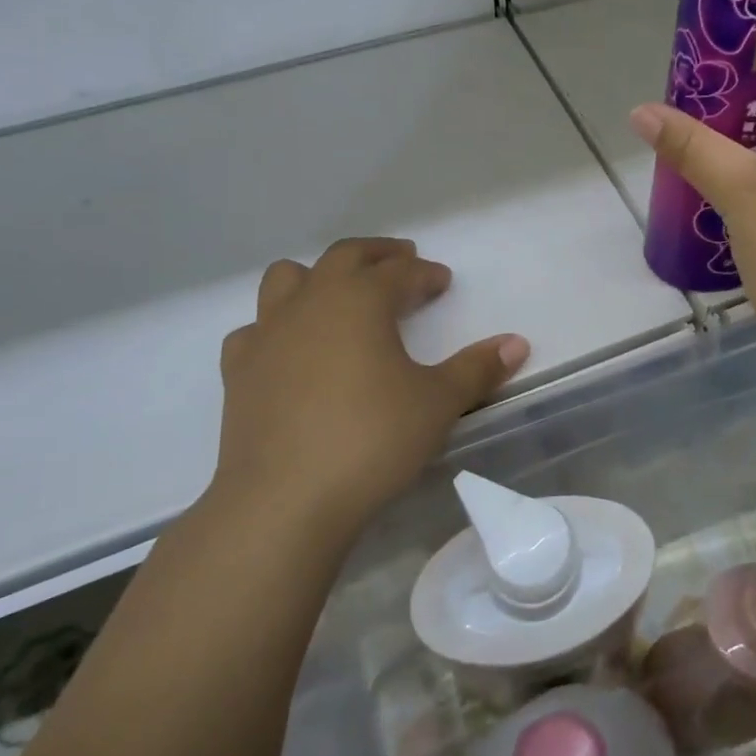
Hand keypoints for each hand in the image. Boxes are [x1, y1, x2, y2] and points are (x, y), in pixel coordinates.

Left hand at [212, 238, 529, 536]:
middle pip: (344, 257)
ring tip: (341, 297)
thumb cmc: (371, 440)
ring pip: (287, 279)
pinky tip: (291, 351)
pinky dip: (277, 327)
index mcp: (359, 300)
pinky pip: (256, 329)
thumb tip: (517, 343)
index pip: (400, 271)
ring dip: (318, 277)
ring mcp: (267, 334)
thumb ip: (477, 369)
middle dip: (378, 255)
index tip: (443, 282)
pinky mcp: (238, 371)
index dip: (425, 273)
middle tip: (402, 263)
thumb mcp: (438, 403)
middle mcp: (310, 303)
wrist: (284, 501)